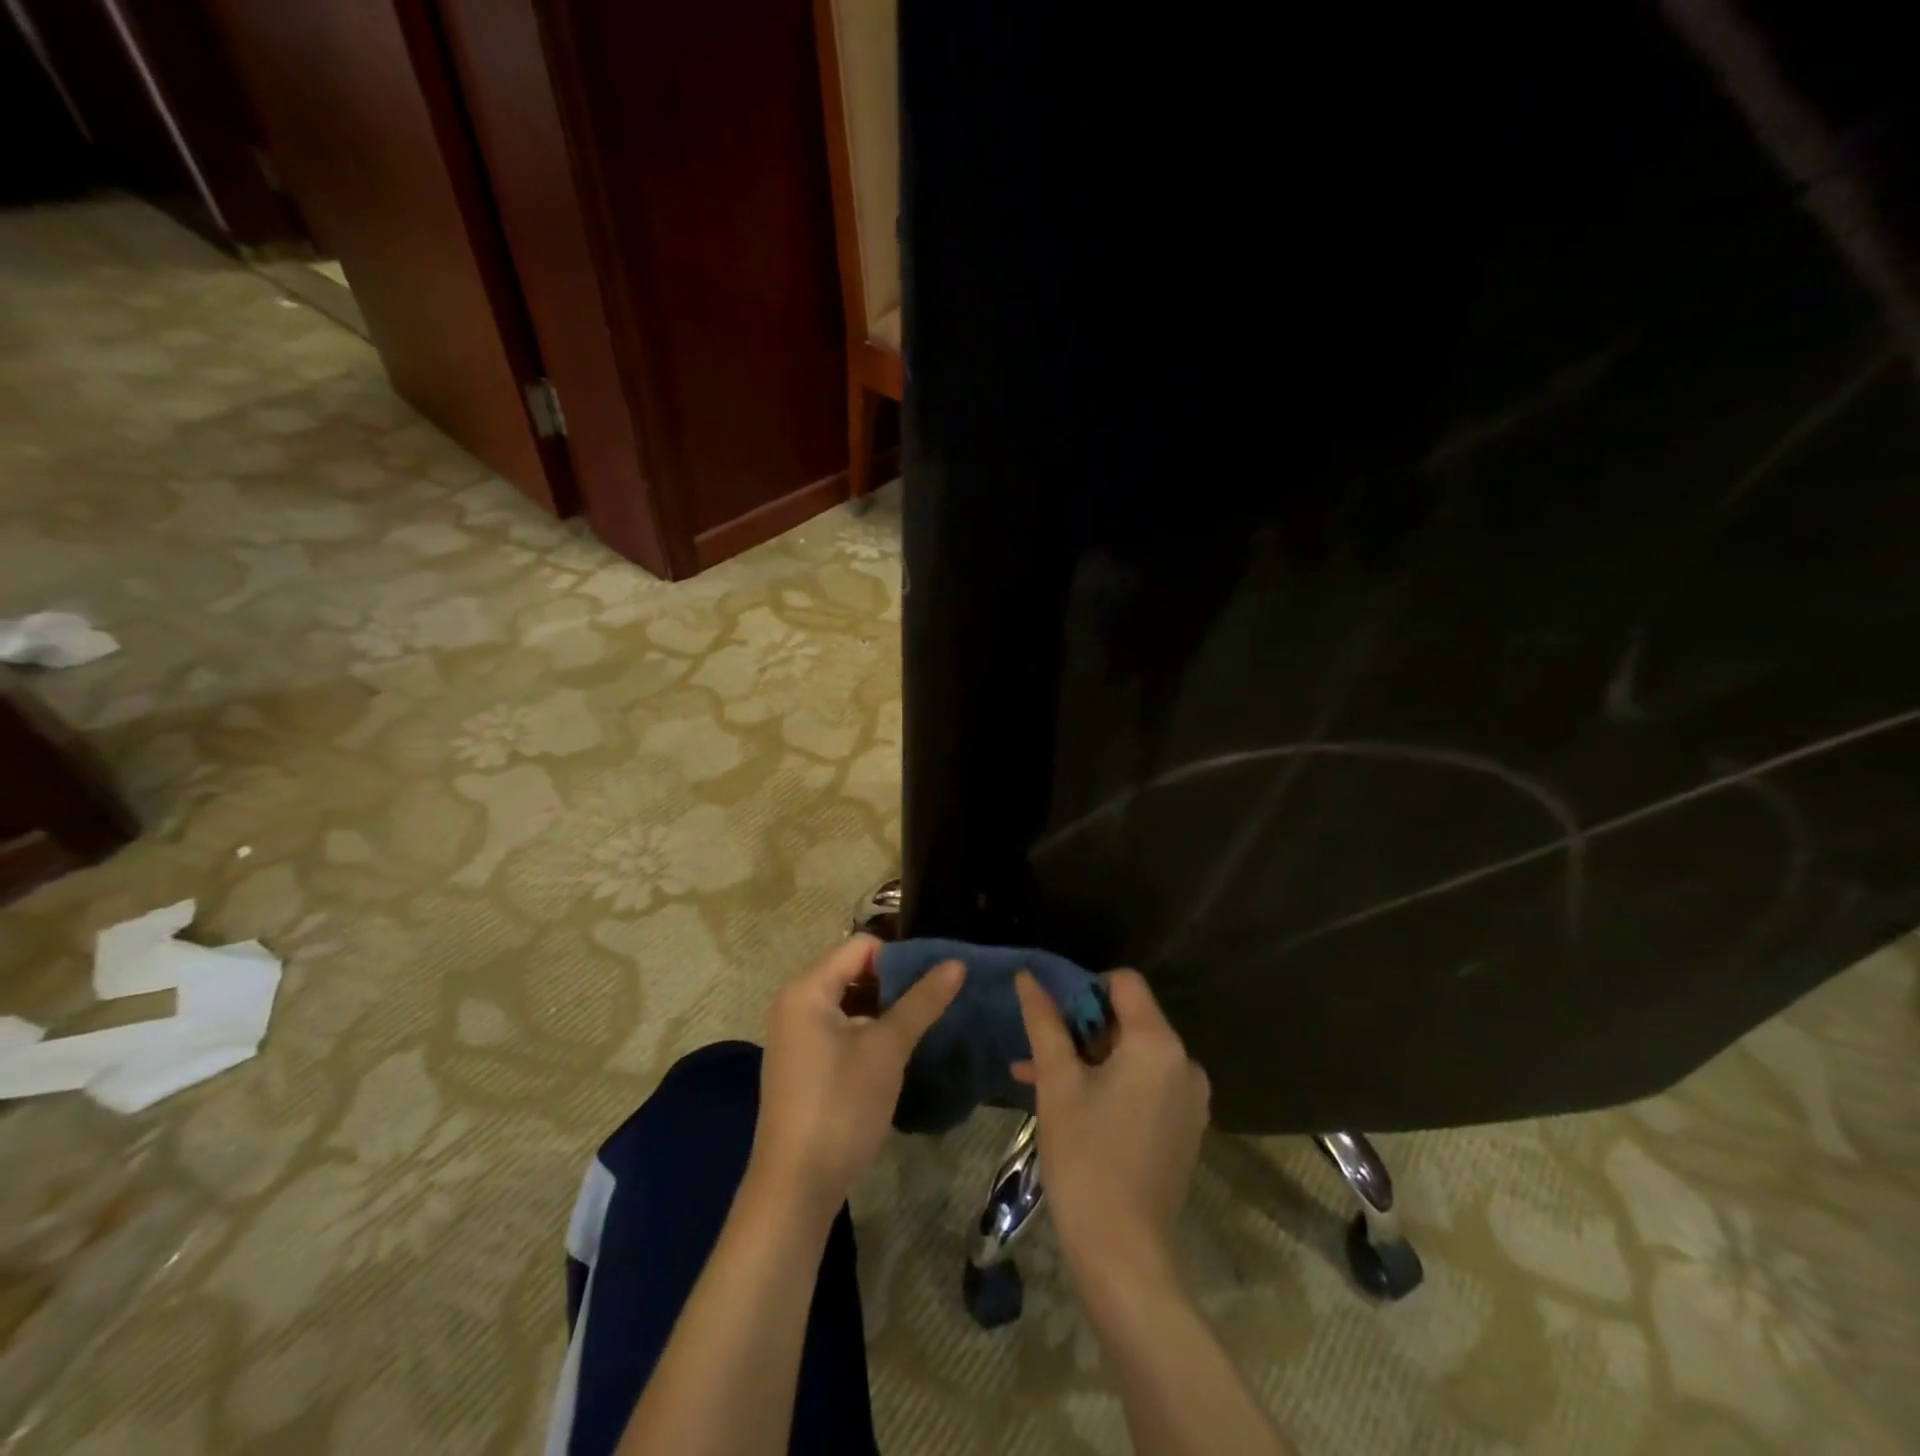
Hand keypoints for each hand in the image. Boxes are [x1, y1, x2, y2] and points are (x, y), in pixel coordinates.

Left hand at [749, 935, 963, 1212]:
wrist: (795, 1187)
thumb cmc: (841, 1105)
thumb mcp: (887, 1049)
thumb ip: (921, 1002)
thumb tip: (957, 963)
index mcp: (807, 989)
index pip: (861, 947)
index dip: (900, 956)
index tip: (936, 975)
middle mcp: (795, 1003)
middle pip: (852, 971)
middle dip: (894, 981)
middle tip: (936, 997)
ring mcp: (795, 1035)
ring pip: (848, 1001)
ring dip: (883, 1007)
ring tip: (924, 1020)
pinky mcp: (802, 1063)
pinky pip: (839, 1027)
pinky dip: (867, 1030)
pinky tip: (896, 1049)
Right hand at [1012, 970, 1209, 1294]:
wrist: (1123, 1254)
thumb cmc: (1086, 1157)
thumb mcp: (1057, 1082)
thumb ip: (1043, 1022)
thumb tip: (1027, 976)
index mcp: (1159, 1043)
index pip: (1124, 982)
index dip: (1085, 988)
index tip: (1053, 1017)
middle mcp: (1185, 1063)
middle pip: (1130, 1019)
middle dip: (1081, 1030)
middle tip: (1040, 1053)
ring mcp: (1190, 1099)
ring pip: (1133, 1055)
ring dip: (1089, 1060)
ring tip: (1040, 1079)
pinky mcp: (1185, 1128)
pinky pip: (1146, 1085)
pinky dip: (1111, 1085)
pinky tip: (1071, 1105)